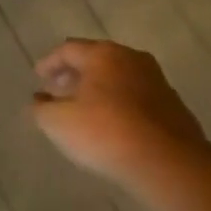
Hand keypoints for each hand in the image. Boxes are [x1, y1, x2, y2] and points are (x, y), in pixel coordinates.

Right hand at [31, 39, 208, 188]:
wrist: (166, 161)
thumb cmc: (104, 132)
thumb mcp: (57, 122)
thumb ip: (41, 108)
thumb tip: (39, 101)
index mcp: (103, 55)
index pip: (68, 49)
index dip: (49, 62)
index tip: (38, 76)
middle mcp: (131, 59)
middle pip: (96, 59)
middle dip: (74, 74)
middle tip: (57, 89)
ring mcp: (156, 81)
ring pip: (118, 78)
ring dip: (97, 89)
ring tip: (82, 109)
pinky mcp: (172, 105)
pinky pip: (135, 97)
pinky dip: (117, 103)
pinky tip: (110, 124)